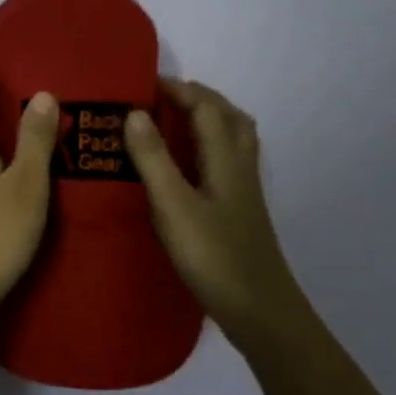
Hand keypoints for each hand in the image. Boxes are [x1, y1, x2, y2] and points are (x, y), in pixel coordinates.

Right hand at [124, 79, 291, 336]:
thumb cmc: (214, 256)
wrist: (260, 311)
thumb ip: (153, 158)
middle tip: (159, 98)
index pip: (205, 107)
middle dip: (196, 98)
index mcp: (225, 158)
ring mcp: (244, 189)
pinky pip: (227, 159)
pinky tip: (187, 165)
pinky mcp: (240, 209)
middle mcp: (240, 166)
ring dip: (207, 119)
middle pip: (228, 116)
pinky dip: (209, 145)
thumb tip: (135, 112)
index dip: (178, 89)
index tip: (142, 83)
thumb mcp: (174, 206)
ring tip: (173, 122)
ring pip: (233, 137)